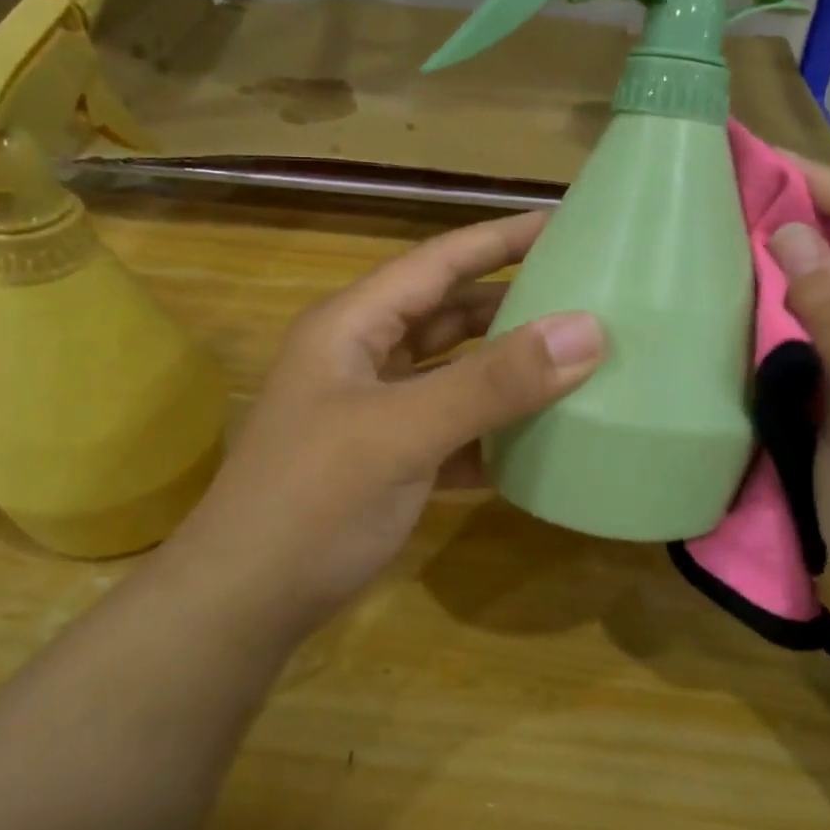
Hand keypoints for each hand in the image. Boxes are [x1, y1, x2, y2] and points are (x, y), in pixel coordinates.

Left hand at [186, 210, 603, 625]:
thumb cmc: (313, 501)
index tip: (564, 223)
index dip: (500, 239)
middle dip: (510, 301)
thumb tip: (587, 329)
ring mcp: (373, 410)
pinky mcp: (387, 459)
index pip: (438, 261)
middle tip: (582, 293)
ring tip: (574, 358)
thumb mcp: (403, 433)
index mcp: (352, 325)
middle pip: (448, 313)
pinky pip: (452, 427)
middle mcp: (362, 356)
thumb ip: (493, 382)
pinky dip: (491, 428)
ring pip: (452, 372)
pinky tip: (539, 437)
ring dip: (505, 368)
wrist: (243, 606)